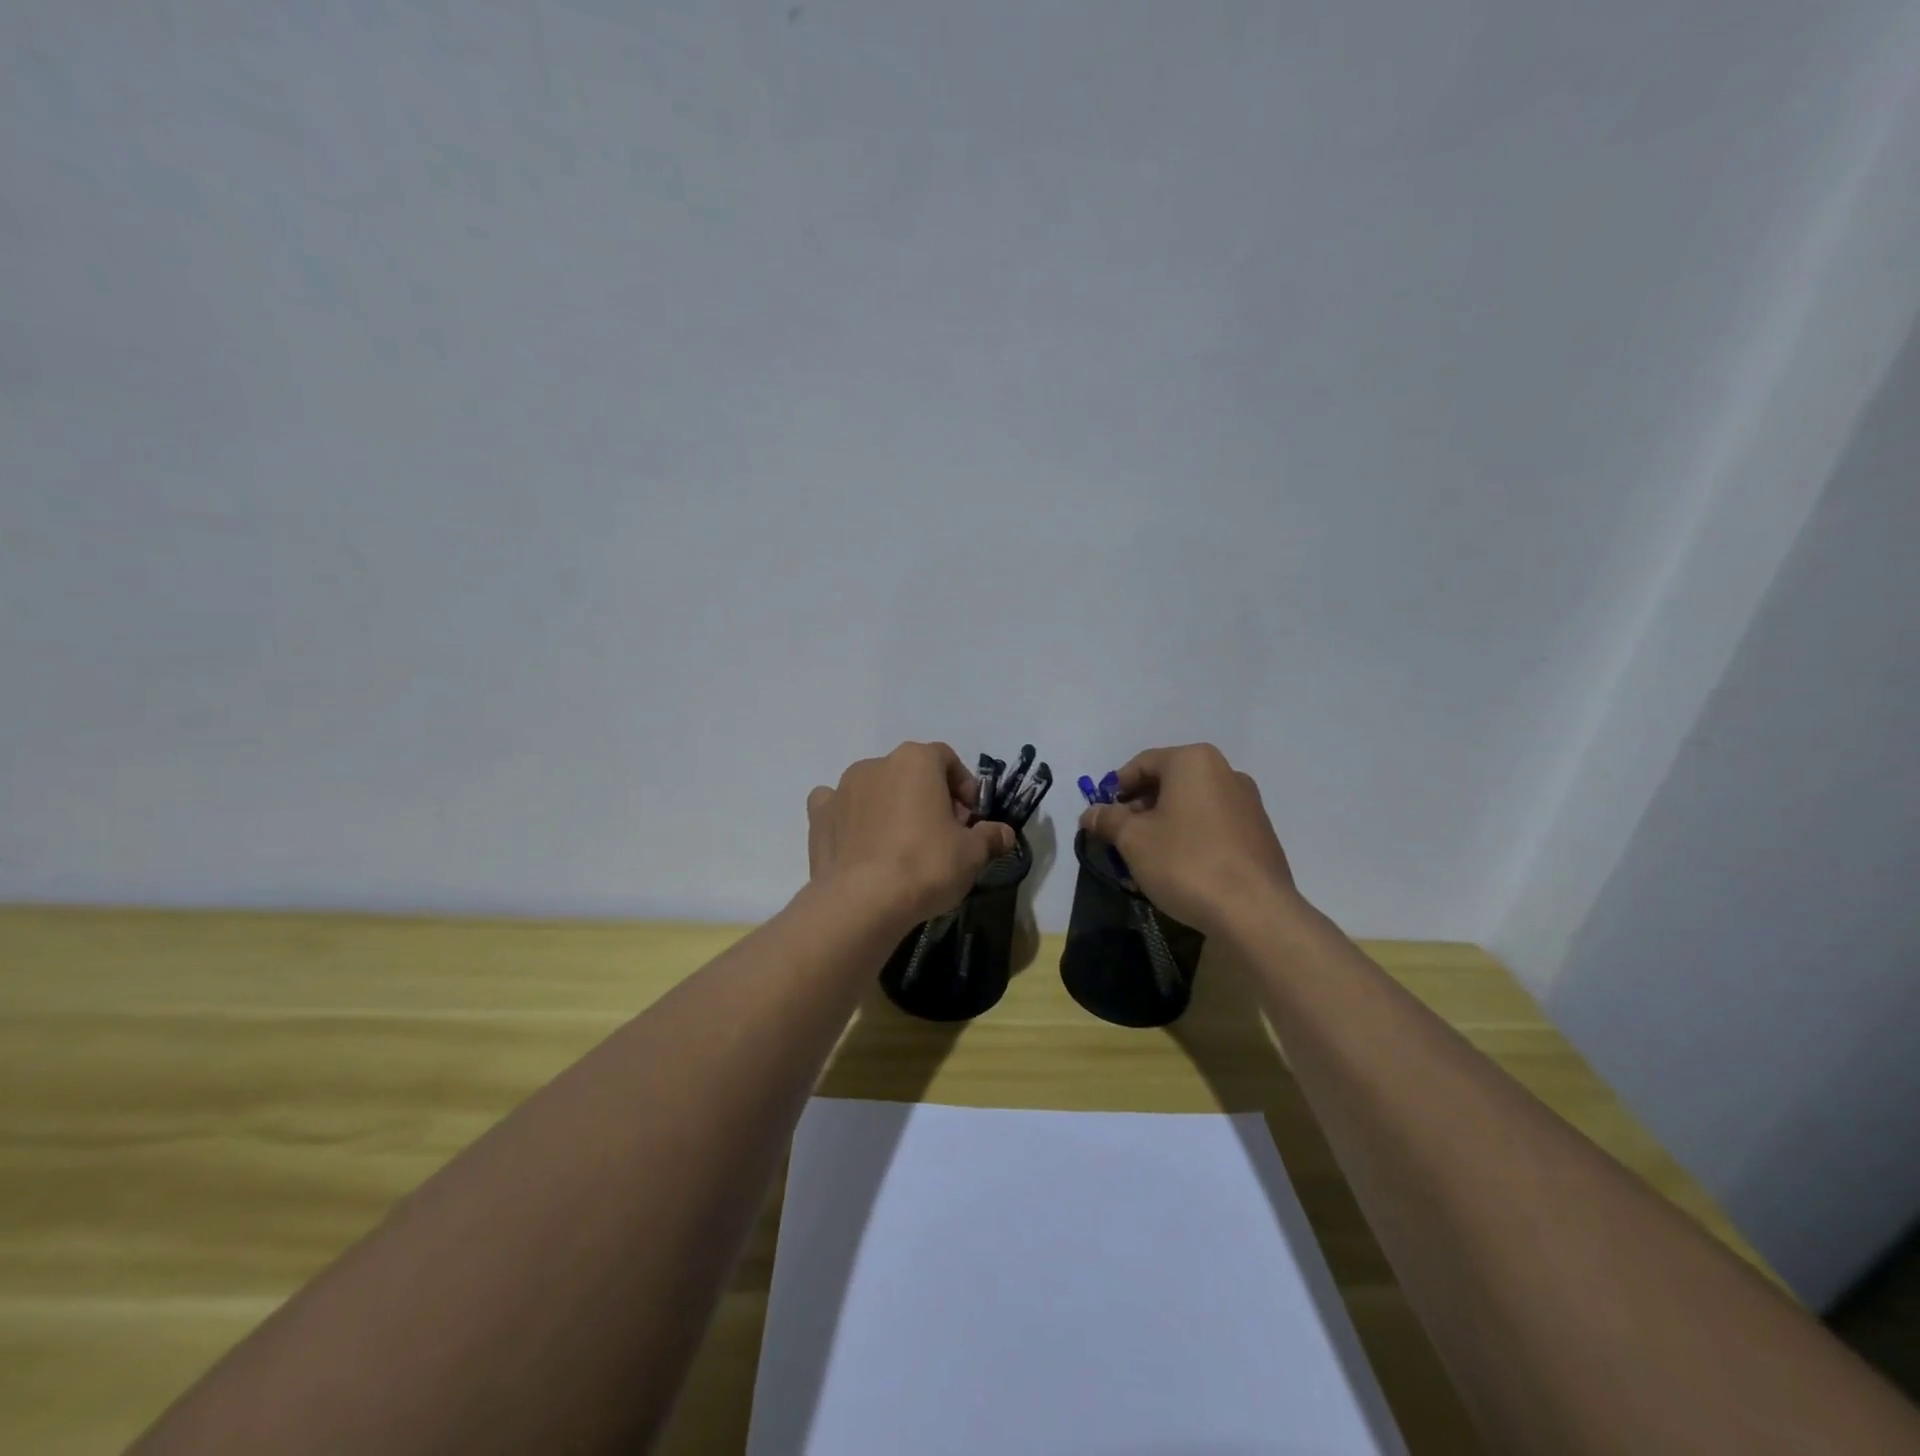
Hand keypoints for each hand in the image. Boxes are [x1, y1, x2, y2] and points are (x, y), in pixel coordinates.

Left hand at [807, 742, 1015, 925]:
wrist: (862, 901)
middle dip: (929, 797)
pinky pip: (837, 806)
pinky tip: (860, 842)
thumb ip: (990, 837)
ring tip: (901, 844)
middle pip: (911, 773)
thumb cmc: (925, 865)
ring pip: (875, 787)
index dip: (963, 786)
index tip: (970, 818)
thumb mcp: (972, 854)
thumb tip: (1004, 834)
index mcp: (916, 760)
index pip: (947, 759)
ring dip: (890, 805)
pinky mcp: (819, 816)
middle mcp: (876, 764)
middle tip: (942, 834)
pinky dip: (850, 817)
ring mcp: (842, 788)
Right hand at [1078, 744, 1297, 937]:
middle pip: (1169, 782)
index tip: (1100, 816)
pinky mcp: (1260, 834)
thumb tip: (1090, 813)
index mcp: (1194, 762)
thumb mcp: (1133, 840)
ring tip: (1146, 857)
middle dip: (1139, 808)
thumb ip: (1108, 820)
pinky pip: (1213, 826)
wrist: (1254, 911)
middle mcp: (1226, 772)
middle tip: (1120, 838)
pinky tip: (1179, 868)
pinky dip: (1191, 837)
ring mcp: (1248, 803)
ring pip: (1191, 806)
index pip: (1142, 764)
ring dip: (1164, 824)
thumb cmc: (1186, 862)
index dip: (1115, 789)